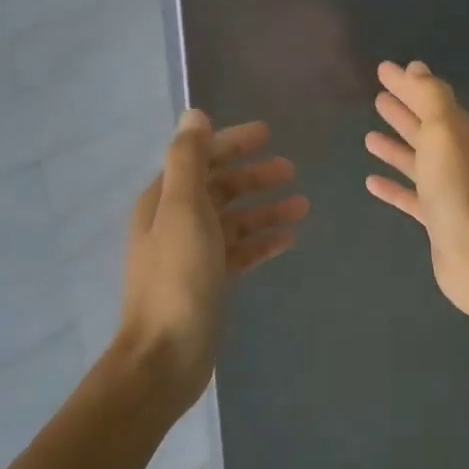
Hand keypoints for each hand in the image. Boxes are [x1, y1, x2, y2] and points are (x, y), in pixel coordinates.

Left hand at [117, 112, 307, 410]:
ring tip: (303, 204)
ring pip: (235, 220)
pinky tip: (290, 237)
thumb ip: (189, 161)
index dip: (233, 143)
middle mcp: (176, 221)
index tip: (268, 133)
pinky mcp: (211, 280)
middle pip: (220, 188)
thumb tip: (195, 115)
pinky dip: (263, 240)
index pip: (201, 158)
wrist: (166, 354)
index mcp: (164, 200)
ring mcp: (194, 253)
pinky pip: (241, 251)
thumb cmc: (177, 277)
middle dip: (254, 176)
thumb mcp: (183, 209)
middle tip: (292, 169)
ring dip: (266, 209)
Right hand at [364, 61, 468, 319]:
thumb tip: (415, 69)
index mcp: (466, 133)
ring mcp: (450, 190)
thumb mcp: (444, 130)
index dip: (408, 84)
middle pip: (427, 128)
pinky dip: (394, 186)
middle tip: (378, 97)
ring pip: (419, 161)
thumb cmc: (458, 187)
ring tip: (368, 136)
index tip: (382, 70)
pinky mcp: (438, 219)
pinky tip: (371, 181)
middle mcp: (461, 158)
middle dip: (404, 111)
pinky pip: (412, 195)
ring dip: (396, 147)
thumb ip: (430, 97)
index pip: (433, 99)